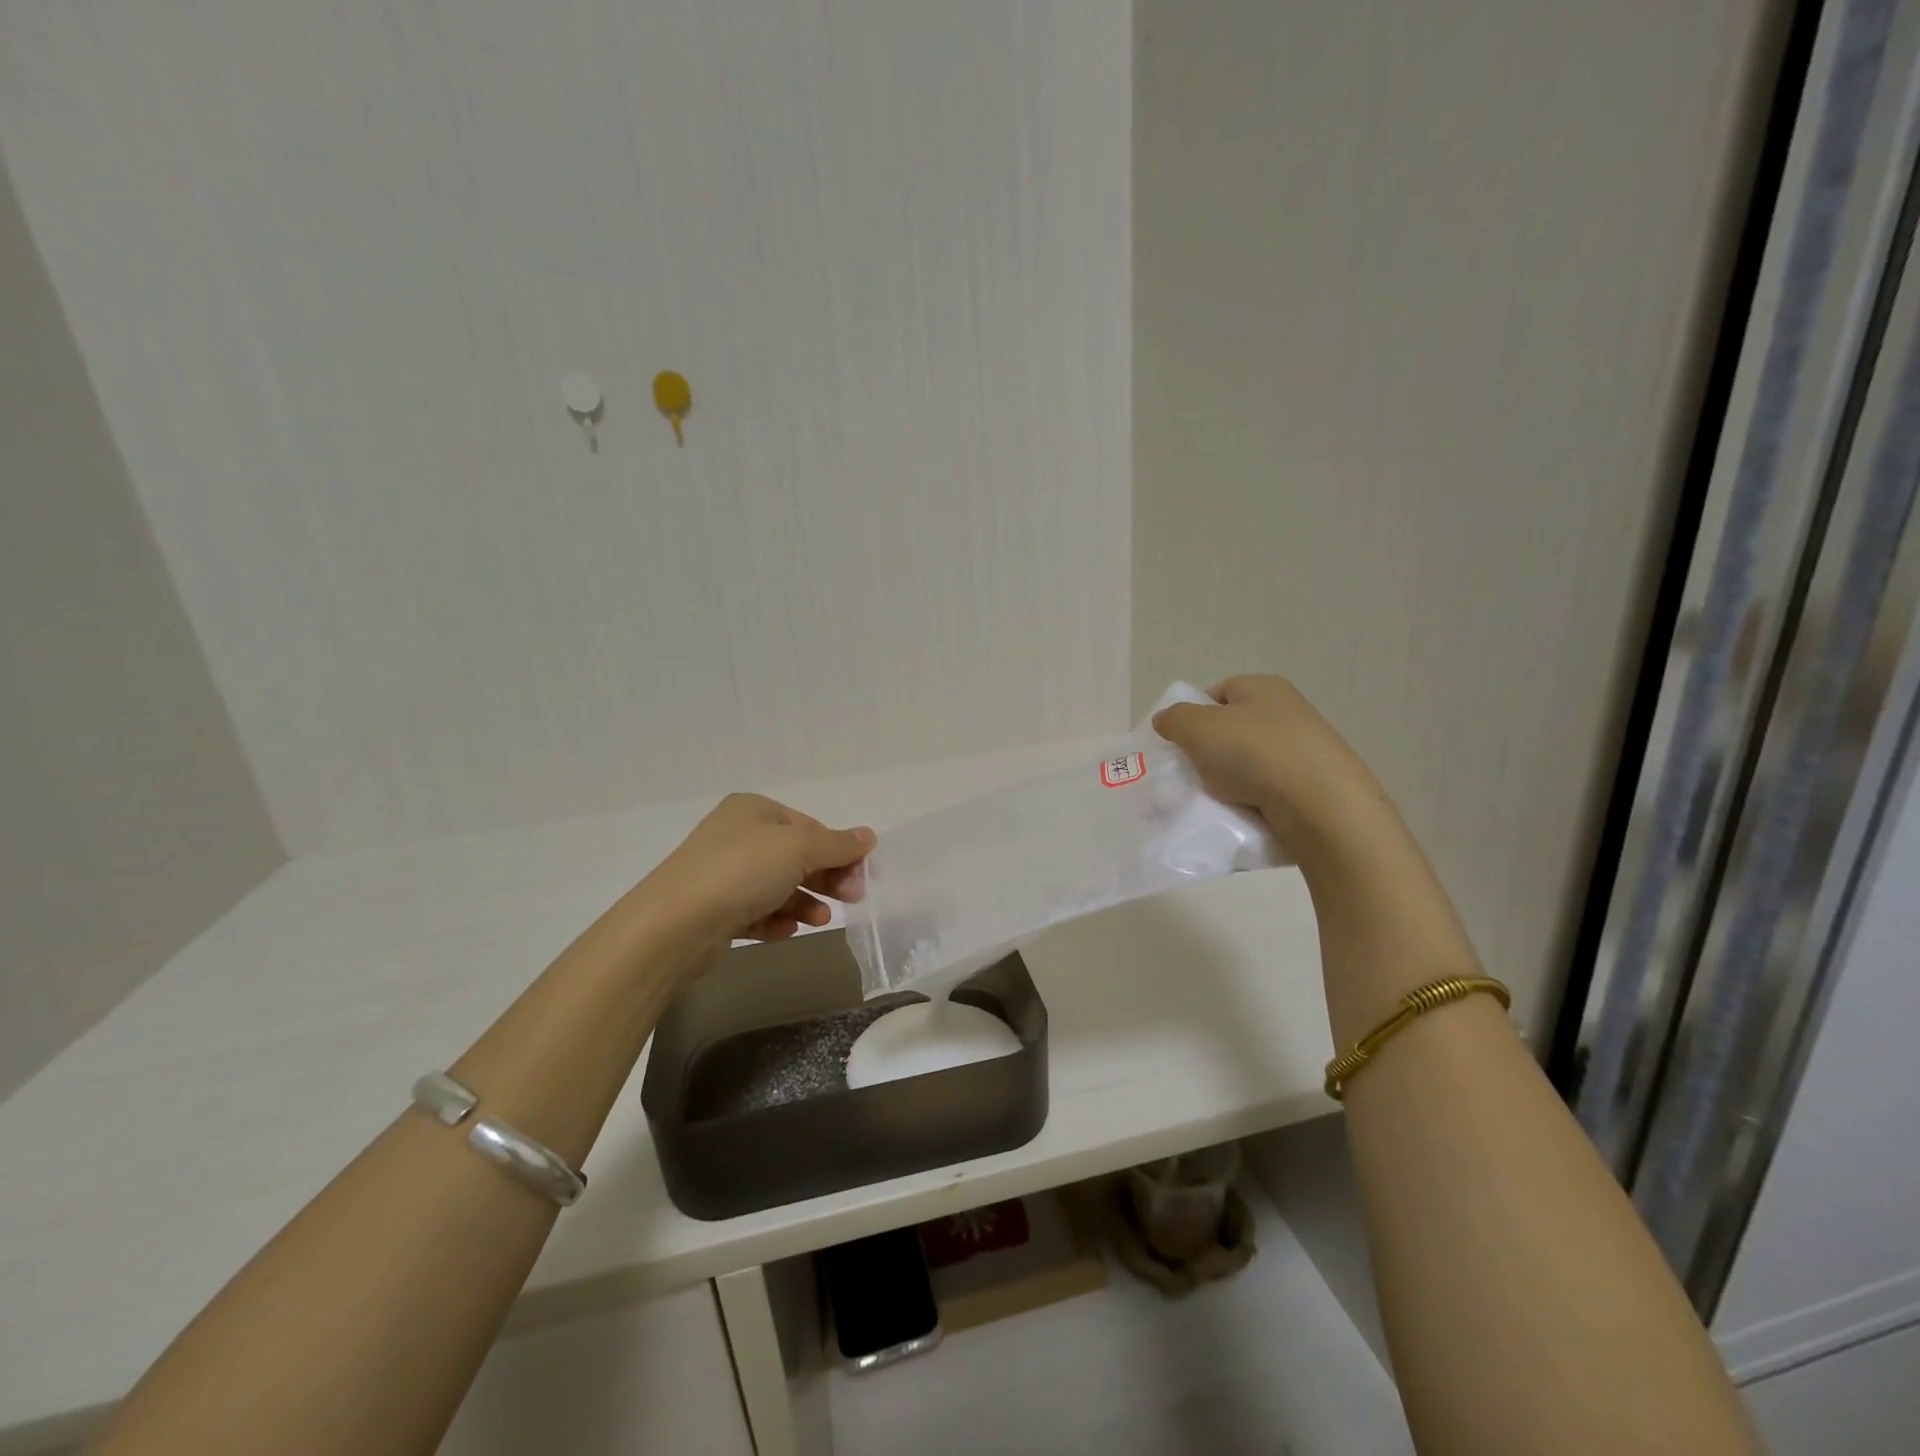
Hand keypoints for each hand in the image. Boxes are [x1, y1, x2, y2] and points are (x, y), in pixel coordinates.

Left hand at [639, 793, 874, 949]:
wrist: (675, 925)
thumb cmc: (742, 871)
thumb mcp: (800, 848)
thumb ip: (838, 844)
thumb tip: (869, 835)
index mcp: (753, 810)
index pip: (809, 826)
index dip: (838, 849)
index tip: (860, 876)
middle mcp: (737, 836)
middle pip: (795, 856)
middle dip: (825, 878)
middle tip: (852, 899)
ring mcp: (723, 874)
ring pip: (778, 886)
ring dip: (805, 902)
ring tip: (820, 920)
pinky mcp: (715, 910)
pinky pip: (756, 911)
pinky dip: (777, 919)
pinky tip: (788, 931)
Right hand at [1152, 675, 1388, 866]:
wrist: (1320, 806)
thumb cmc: (1254, 752)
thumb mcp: (1197, 728)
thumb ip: (1174, 719)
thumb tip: (1166, 719)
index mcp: (1264, 687)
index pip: (1218, 692)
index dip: (1193, 714)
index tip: (1178, 742)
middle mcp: (1288, 712)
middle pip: (1232, 730)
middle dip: (1208, 752)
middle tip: (1189, 773)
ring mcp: (1305, 751)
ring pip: (1249, 764)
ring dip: (1228, 781)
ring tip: (1212, 799)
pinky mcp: (1314, 787)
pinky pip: (1268, 792)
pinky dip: (1251, 802)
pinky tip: (1239, 814)